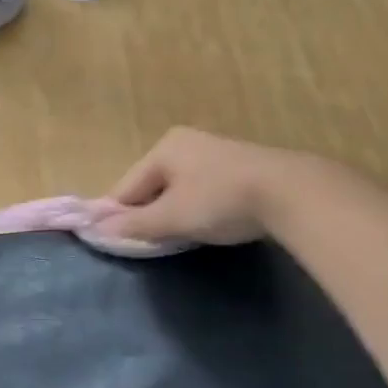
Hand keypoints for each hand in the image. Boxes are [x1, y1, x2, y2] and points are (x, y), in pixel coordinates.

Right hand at [100, 127, 307, 246]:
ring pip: (178, 188)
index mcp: (164, 148)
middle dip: (148, 214)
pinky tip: (207, 225)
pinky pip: (202, 189)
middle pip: (152, 185)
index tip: (113, 242)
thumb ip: (135, 225)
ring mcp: (214, 152)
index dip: (117, 215)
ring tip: (179, 238)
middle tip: (150, 245)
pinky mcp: (238, 167)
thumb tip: (98, 229)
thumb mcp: (173, 217)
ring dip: (174, 213)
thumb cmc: (220, 200)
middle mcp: (186, 142)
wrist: (289, 192)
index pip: (126, 186)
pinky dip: (198, 208)